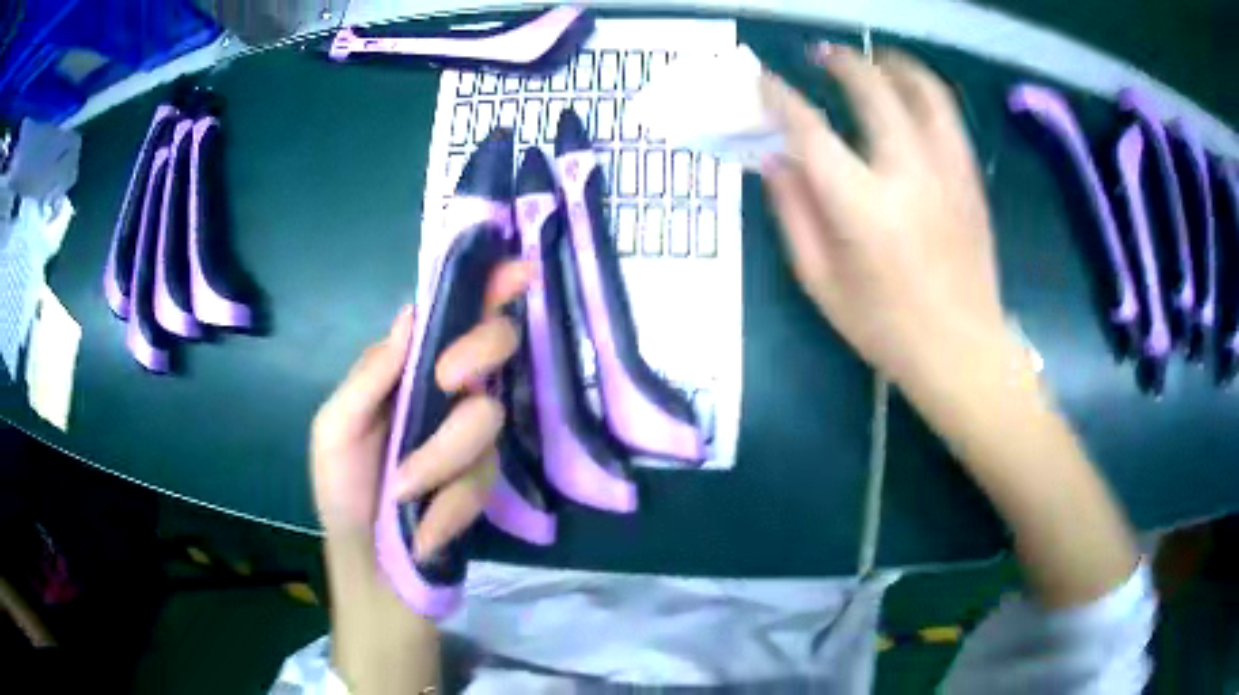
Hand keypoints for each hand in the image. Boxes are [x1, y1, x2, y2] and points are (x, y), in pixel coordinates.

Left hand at [311, 260, 532, 553]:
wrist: (369, 562)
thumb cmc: (343, 491)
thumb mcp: (335, 431)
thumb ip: (368, 378)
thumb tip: (411, 314)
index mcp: (408, 372)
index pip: (454, 316)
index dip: (489, 287)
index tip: (517, 270)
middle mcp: (447, 394)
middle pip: (495, 346)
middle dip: (478, 351)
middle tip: (449, 379)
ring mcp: (470, 438)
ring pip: (486, 419)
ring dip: (441, 458)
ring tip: (404, 492)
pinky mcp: (485, 482)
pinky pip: (482, 478)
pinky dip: (448, 504)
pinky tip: (424, 527)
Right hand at [761, 45, 1005, 390]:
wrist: (963, 352)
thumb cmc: (886, 328)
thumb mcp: (821, 282)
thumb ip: (793, 213)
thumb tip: (775, 159)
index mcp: (862, 207)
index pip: (810, 132)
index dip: (780, 98)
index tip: (763, 80)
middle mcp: (908, 174)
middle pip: (873, 91)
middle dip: (842, 63)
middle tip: (823, 57)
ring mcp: (948, 173)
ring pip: (924, 92)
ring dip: (894, 65)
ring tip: (875, 59)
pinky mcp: (971, 180)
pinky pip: (950, 118)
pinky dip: (926, 92)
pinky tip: (912, 94)